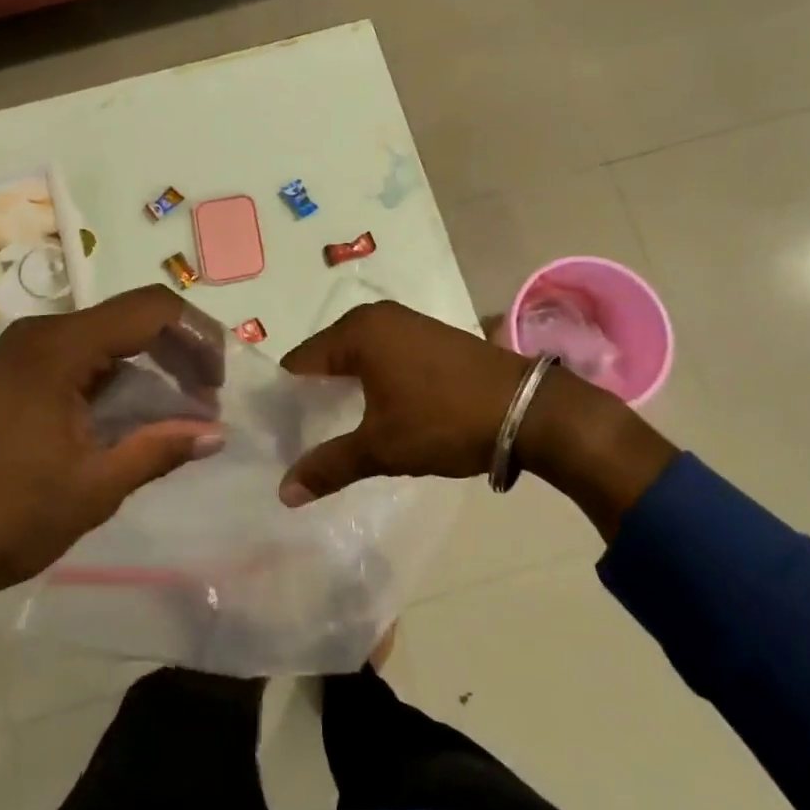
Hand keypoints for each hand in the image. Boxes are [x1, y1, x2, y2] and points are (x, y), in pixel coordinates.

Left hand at [0, 285, 223, 617]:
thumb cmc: (3, 517)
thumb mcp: (94, 487)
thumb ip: (159, 449)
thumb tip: (216, 433)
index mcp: (59, 347)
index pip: (151, 310)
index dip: (197, 336)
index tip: (218, 383)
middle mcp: (38, 336)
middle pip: (128, 320)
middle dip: (176, 354)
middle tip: (204, 401)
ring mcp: (16, 355)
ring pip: (102, 341)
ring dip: (145, 370)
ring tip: (173, 416)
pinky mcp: (5, 378)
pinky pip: (74, 360)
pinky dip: (111, 381)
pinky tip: (124, 421)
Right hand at [278, 301, 530, 500]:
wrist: (529, 409)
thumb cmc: (444, 421)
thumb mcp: (382, 447)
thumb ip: (330, 466)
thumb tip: (284, 492)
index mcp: (356, 332)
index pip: (299, 363)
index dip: (286, 400)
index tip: (280, 435)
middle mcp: (377, 316)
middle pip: (326, 357)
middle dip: (314, 395)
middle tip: (303, 437)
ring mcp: (407, 322)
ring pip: (356, 357)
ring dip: (344, 389)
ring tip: (337, 430)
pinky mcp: (430, 336)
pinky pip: (383, 355)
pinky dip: (372, 380)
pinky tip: (376, 411)